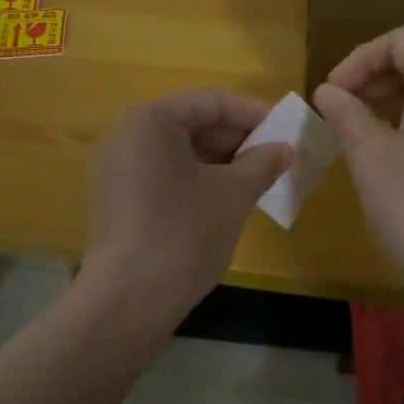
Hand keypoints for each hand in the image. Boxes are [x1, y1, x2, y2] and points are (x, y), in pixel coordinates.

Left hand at [80, 90, 290, 321]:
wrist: (127, 302)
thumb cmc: (183, 233)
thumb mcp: (233, 194)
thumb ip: (262, 162)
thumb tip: (283, 148)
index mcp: (150, 120)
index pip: (211, 102)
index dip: (254, 113)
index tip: (287, 130)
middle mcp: (126, 135)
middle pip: (193, 123)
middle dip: (238, 139)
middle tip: (277, 157)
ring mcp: (117, 169)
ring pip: (180, 152)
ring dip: (221, 162)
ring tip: (258, 180)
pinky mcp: (117, 199)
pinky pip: (164, 175)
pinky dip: (197, 180)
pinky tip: (226, 201)